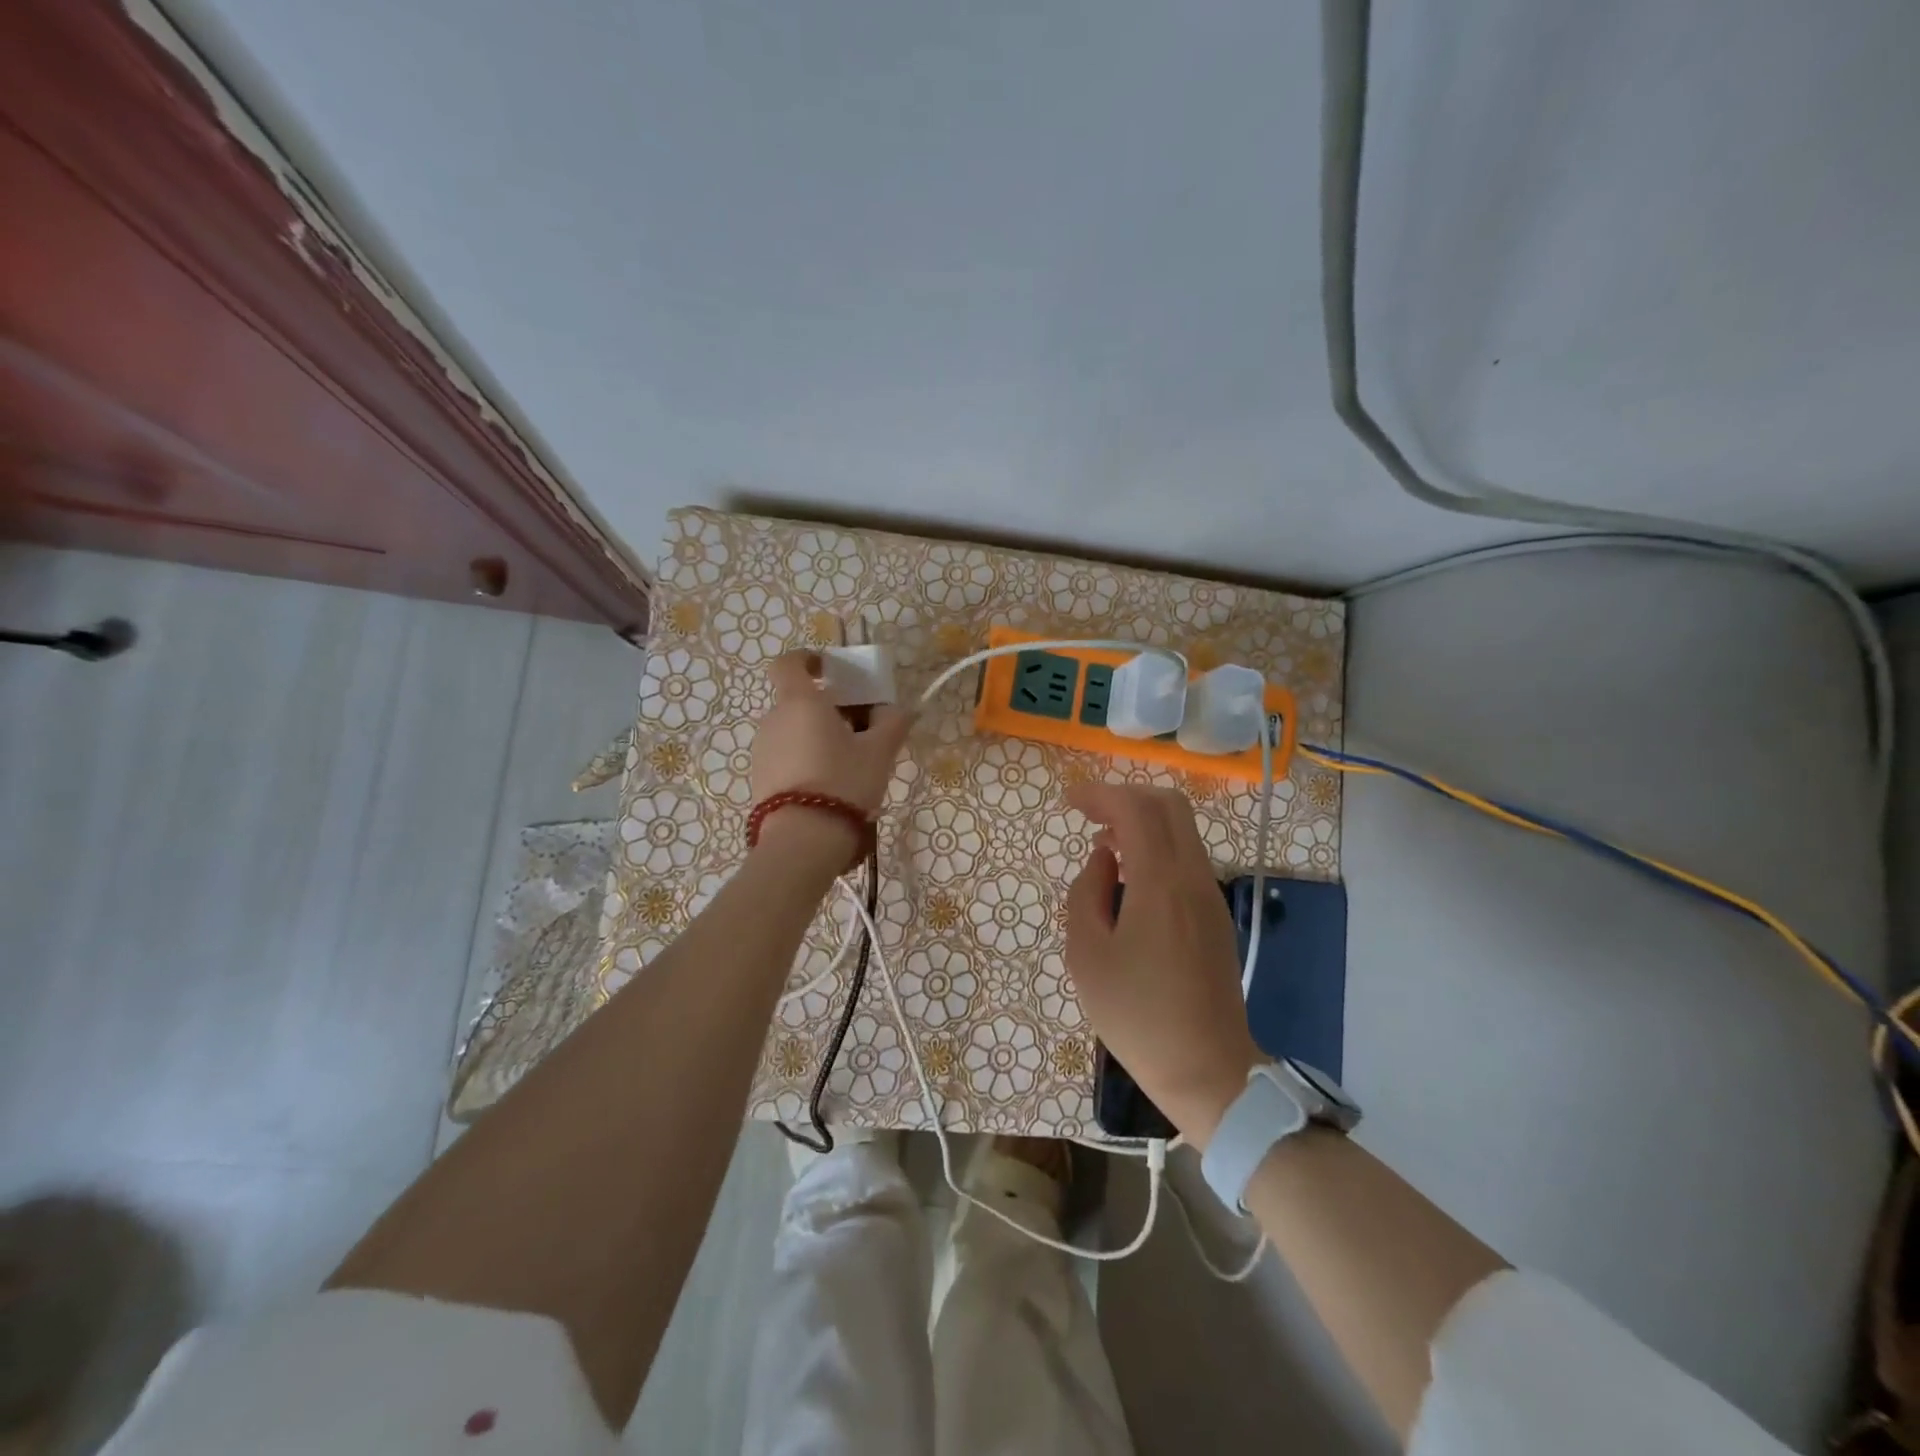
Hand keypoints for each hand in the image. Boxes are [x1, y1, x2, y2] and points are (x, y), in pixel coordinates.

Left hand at [752, 650, 914, 820]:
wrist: (802, 841)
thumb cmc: (843, 782)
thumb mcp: (879, 752)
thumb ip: (892, 723)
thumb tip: (900, 709)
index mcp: (800, 702)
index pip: (789, 663)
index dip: (808, 659)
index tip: (831, 669)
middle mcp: (774, 720)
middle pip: (798, 700)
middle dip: (827, 707)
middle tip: (860, 726)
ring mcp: (762, 751)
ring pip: (793, 730)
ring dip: (817, 735)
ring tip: (849, 760)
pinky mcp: (759, 779)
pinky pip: (785, 755)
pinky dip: (806, 758)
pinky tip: (830, 783)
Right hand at [1064, 782, 1261, 1147]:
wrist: (1208, 1070)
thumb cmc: (1137, 1015)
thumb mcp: (1087, 955)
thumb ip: (1087, 892)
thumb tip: (1103, 858)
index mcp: (1161, 884)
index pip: (1136, 810)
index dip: (1100, 794)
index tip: (1069, 800)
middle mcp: (1194, 878)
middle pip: (1168, 806)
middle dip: (1126, 797)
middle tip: (1089, 813)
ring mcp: (1210, 896)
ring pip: (1182, 831)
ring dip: (1142, 822)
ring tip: (1104, 846)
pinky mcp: (1215, 916)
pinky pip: (1186, 858)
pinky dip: (1156, 847)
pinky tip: (1130, 878)